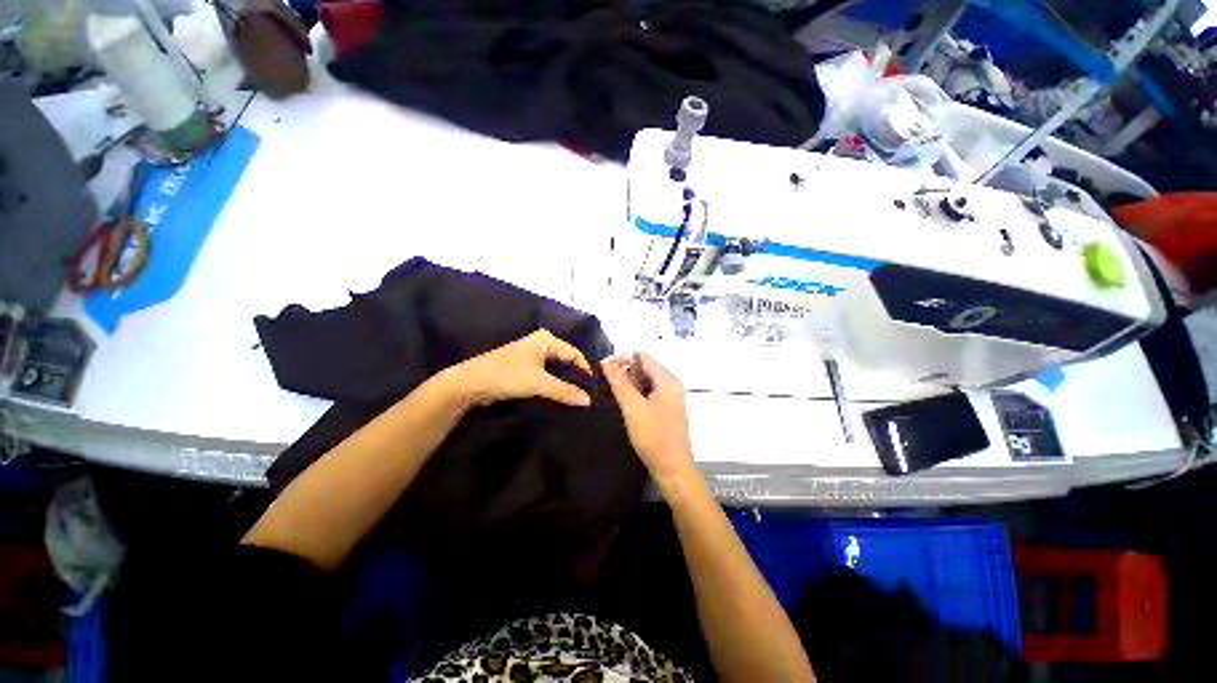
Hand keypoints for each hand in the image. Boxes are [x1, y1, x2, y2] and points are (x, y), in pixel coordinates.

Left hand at [443, 329, 593, 407]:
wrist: (470, 384)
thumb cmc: (506, 376)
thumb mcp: (538, 383)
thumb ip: (565, 391)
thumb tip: (588, 401)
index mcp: (546, 339)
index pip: (574, 353)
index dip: (585, 370)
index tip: (594, 388)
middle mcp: (541, 343)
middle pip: (566, 360)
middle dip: (576, 375)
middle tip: (589, 393)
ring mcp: (532, 355)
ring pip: (556, 368)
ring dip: (565, 381)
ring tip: (578, 396)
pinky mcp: (525, 367)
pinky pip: (547, 374)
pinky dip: (554, 383)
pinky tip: (561, 394)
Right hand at [603, 353, 697, 487]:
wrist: (672, 468)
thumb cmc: (653, 437)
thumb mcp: (633, 408)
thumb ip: (620, 383)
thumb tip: (607, 362)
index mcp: (667, 380)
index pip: (643, 357)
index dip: (623, 357)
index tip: (603, 366)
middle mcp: (672, 384)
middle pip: (646, 366)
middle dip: (625, 369)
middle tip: (605, 379)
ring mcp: (671, 396)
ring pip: (647, 379)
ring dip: (629, 380)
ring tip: (611, 388)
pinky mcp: (667, 407)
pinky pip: (650, 390)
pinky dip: (636, 390)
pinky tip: (625, 399)